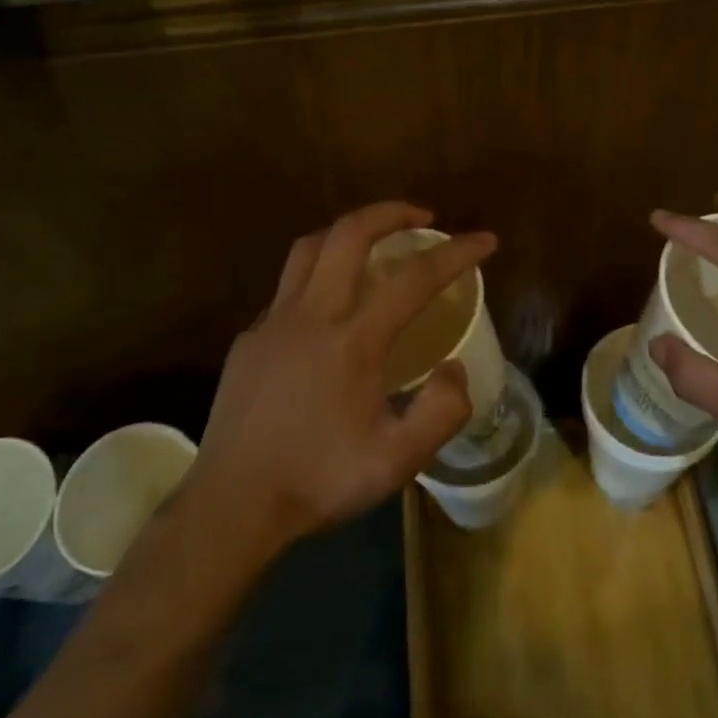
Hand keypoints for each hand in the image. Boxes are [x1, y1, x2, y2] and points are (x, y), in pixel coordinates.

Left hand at [185, 201, 495, 557]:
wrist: (232, 504)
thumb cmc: (318, 481)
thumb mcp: (398, 462)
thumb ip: (442, 411)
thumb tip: (452, 368)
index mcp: (352, 340)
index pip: (415, 278)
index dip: (456, 252)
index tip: (485, 241)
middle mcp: (312, 315)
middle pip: (350, 234)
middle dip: (392, 213)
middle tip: (423, 219)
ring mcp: (273, 321)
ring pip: (310, 248)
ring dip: (347, 232)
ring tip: (374, 243)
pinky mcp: (250, 338)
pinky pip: (287, 287)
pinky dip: (317, 275)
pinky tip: (328, 307)